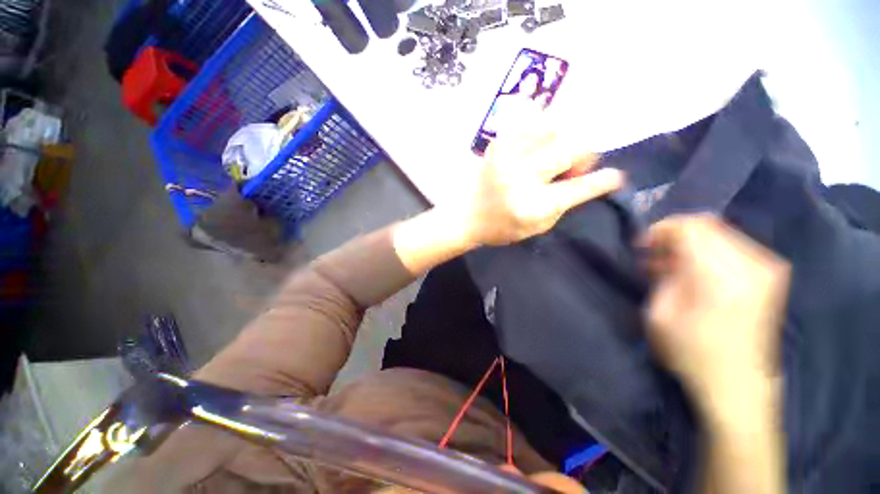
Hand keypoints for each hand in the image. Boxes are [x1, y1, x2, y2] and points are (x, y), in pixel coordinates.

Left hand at [457, 120, 623, 245]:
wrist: (464, 216)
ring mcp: (508, 157)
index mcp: (533, 206)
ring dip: (561, 138)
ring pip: (552, 127)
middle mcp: (523, 178)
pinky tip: (535, 133)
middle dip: (583, 156)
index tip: (615, 177)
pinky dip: (536, 119)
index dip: (603, 181)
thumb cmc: (499, 228)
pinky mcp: (496, 145)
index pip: (580, 189)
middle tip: (574, 166)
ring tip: (553, 151)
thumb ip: (562, 206)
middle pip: (571, 150)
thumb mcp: (535, 228)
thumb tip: (583, 181)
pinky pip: (523, 117)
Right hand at [641, 215, 789, 417]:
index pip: (691, 227)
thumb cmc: (693, 354)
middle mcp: (751, 265)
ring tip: (667, 264)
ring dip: (690, 245)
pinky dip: (708, 253)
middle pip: (708, 226)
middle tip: (652, 254)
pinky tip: (691, 271)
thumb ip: (664, 275)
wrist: (739, 386)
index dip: (662, 229)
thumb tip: (664, 253)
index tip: (643, 244)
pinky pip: (733, 247)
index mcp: (721, 276)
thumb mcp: (661, 314)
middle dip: (675, 236)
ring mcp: (766, 269)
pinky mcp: (769, 276)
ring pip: (720, 234)